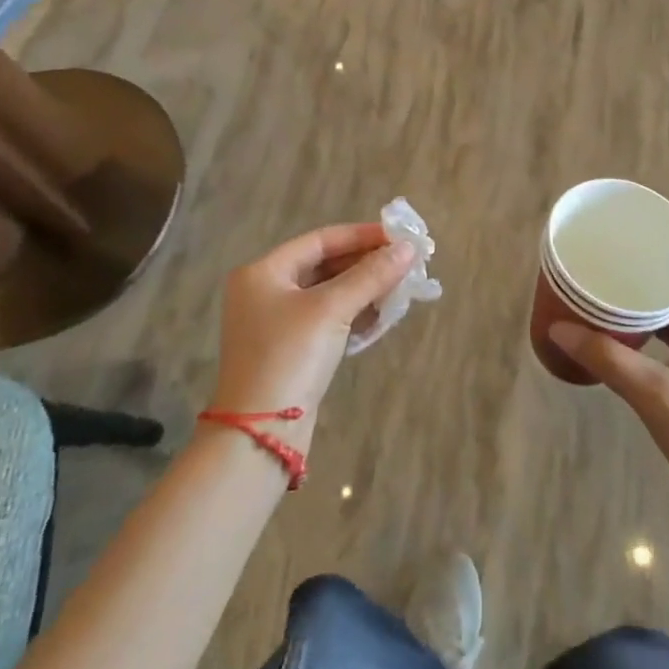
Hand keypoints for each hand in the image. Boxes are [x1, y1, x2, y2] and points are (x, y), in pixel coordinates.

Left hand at [209, 223, 414, 449]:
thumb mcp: (331, 309)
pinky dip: (354, 313)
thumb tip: (408, 248)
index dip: (362, 235)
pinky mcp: (291, 350)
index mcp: (263, 272)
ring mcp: (277, 323)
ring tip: (402, 287)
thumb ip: (371, 275)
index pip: (321, 240)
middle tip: (406, 263)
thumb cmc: (289, 357)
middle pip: (325, 265)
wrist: (261, 434)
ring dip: (365, 289)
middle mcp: (266, 291)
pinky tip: (382, 315)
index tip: (399, 237)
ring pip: (330, 293)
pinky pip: (328, 319)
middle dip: (367, 264)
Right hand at [549, 255, 668, 528]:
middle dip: (649, 268)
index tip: (631, 230)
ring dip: (651, 300)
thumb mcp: (654, 395)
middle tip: (610, 258)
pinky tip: (627, 333)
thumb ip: (607, 359)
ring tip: (612, 289)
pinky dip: (656, 328)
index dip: (667, 240)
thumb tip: (559, 327)